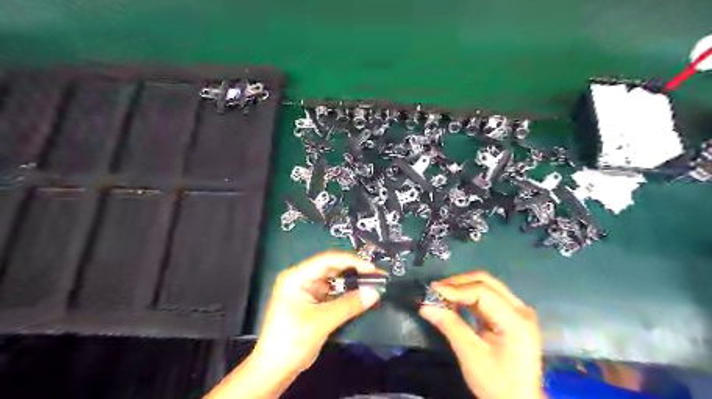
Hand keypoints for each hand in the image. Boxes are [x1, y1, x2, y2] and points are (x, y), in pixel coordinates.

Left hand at [250, 252, 383, 376]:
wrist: (274, 370)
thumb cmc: (292, 341)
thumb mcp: (322, 321)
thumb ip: (349, 305)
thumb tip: (375, 292)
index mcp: (297, 276)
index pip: (328, 260)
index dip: (352, 262)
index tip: (372, 269)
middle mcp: (301, 278)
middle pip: (332, 268)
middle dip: (354, 271)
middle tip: (377, 276)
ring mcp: (306, 290)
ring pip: (334, 280)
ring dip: (352, 283)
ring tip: (373, 283)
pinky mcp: (312, 302)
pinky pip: (332, 293)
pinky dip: (346, 294)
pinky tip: (360, 295)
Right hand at [419, 271, 543, 398]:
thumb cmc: (497, 383)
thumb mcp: (471, 355)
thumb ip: (449, 326)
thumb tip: (425, 305)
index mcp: (516, 320)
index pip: (482, 292)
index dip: (455, 289)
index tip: (432, 291)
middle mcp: (520, 309)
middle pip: (486, 282)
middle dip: (458, 283)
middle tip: (435, 291)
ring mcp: (517, 311)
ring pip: (486, 286)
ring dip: (461, 288)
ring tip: (440, 295)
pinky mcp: (510, 315)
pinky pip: (486, 297)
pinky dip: (467, 296)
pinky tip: (453, 301)